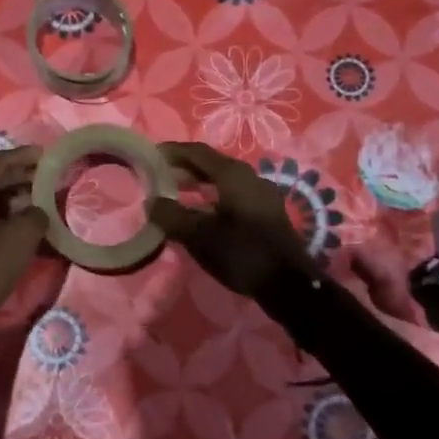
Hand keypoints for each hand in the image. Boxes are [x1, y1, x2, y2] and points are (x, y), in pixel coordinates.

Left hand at [0, 146, 48, 340]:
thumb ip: (36, 215)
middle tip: (48, 178)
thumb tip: (37, 211)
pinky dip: (1, 216)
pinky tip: (19, 226)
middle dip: (20, 177)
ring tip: (39, 201)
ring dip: (12, 198)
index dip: (24, 156)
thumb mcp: (20, 238)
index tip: (47, 155)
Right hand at [148, 141, 317, 296]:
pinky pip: (232, 195)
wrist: (290, 285)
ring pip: (221, 181)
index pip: (196, 152)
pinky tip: (198, 213)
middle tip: (156, 176)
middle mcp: (250, 177)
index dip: (171, 152)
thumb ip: (171, 216)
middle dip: (182, 168)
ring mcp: (261, 195)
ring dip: (196, 184)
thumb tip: (152, 202)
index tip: (148, 156)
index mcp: (234, 175)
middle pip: (210, 164)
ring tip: (173, 193)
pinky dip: (210, 197)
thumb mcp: (199, 236)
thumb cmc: (242, 253)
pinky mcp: (266, 213)